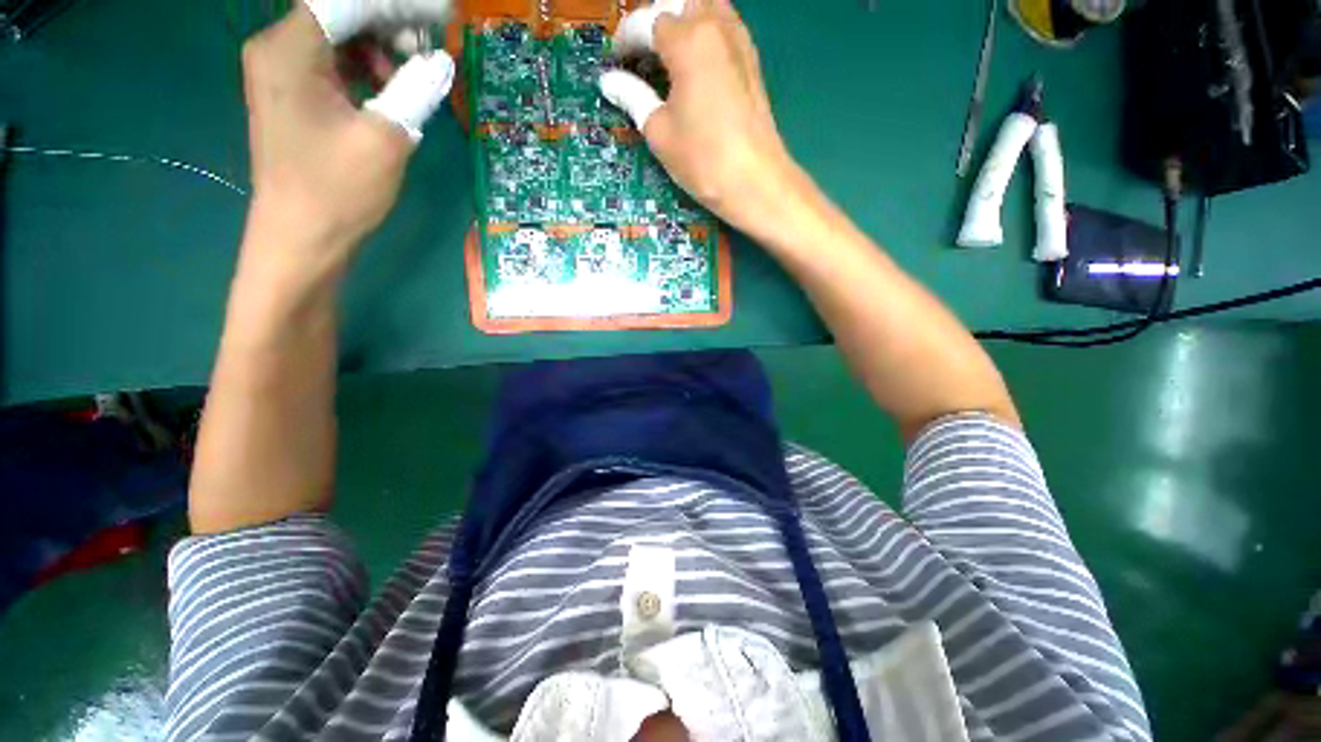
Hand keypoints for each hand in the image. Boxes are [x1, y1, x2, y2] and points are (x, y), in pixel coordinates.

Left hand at [240, 0, 453, 279]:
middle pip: (340, 12)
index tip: (442, 15)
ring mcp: (283, 72)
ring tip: (415, 73)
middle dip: (390, 22)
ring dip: (381, 46)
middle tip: (430, 49)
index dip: (398, 5)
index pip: (348, 3)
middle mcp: (278, 48)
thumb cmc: (337, 191)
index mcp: (289, 50)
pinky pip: (334, 61)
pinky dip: (367, 67)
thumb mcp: (385, 139)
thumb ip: (414, 89)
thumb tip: (441, 60)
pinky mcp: (294, 94)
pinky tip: (390, 89)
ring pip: (339, 36)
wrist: (302, 238)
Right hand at [599, 0, 798, 235]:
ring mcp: (739, 40)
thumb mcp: (659, 131)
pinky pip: (724, 27)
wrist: (755, 182)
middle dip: (655, 20)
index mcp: (688, 40)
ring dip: (683, 19)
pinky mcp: (751, 61)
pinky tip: (695, 63)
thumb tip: (609, 81)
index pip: (647, 22)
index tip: (616, 60)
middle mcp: (716, 26)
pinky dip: (704, 32)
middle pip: (679, 2)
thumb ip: (633, 96)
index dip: (625, 38)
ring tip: (667, 54)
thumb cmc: (702, 159)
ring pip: (706, 7)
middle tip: (640, 52)